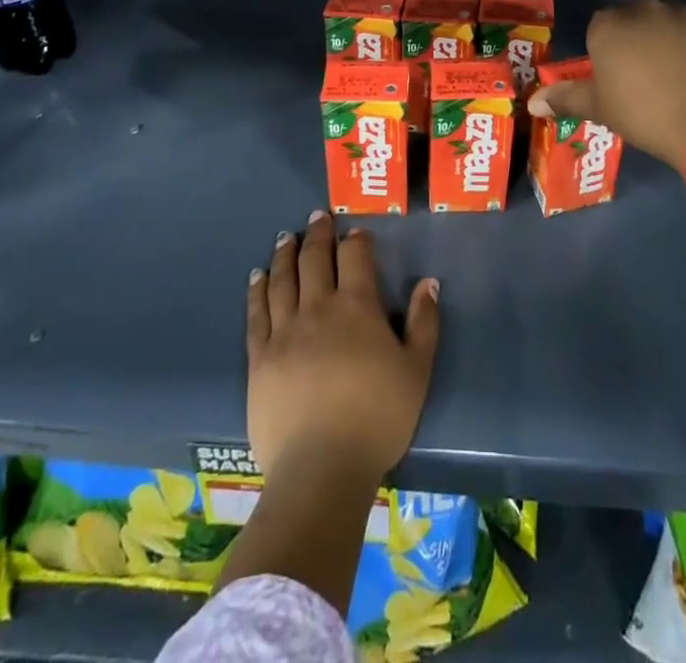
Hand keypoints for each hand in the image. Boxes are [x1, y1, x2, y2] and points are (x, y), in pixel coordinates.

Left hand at [245, 212, 440, 486]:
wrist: (321, 469)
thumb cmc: (377, 418)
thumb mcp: (416, 371)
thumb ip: (424, 323)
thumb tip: (428, 283)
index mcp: (357, 307)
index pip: (355, 257)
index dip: (356, 240)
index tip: (355, 231)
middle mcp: (318, 308)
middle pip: (314, 259)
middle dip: (317, 234)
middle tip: (317, 216)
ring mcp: (284, 331)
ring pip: (283, 279)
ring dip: (285, 253)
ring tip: (286, 236)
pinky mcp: (260, 357)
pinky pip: (257, 313)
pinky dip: (258, 289)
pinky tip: (258, 276)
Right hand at [530, 0, 685, 168]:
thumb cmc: (643, 114)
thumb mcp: (599, 108)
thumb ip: (565, 98)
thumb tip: (533, 102)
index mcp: (609, 26)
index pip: (600, 28)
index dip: (606, 51)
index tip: (616, 77)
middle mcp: (644, 9)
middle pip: (633, 18)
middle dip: (636, 39)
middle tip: (643, 76)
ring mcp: (684, 14)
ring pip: (667, 22)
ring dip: (667, 40)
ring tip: (676, 77)